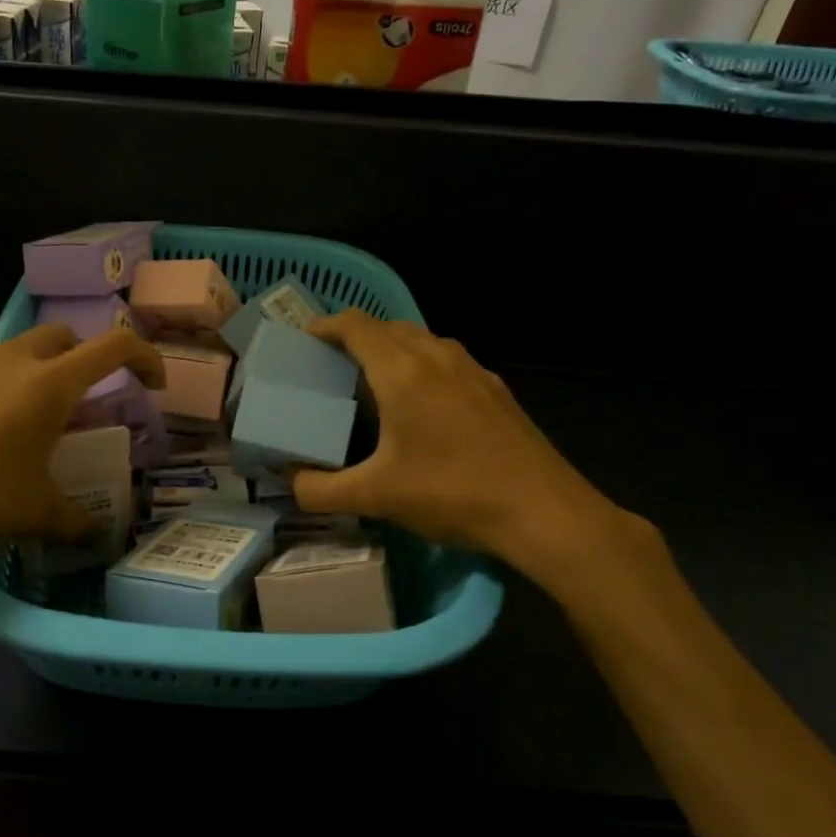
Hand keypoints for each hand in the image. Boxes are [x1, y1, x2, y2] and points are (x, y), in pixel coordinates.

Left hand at [0, 325, 163, 607]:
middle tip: (90, 401)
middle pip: (64, 337)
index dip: (145, 357)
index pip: (114, 346)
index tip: (154, 384)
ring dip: (40, 371)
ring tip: (37, 420)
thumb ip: (74, 520)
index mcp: (50, 382)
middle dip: (86, 358)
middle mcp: (11, 362)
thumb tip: (95, 536)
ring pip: (19, 352)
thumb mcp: (35, 513)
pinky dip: (0, 389)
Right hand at [289, 311, 664, 602]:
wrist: (544, 511)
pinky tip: (423, 404)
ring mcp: (472, 370)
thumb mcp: (376, 497)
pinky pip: (447, 360)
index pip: (356, 325)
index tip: (304, 341)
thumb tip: (291, 483)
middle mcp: (436, 357)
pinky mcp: (495, 388)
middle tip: (332, 365)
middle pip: (387, 327)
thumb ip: (320, 490)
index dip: (325, 325)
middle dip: (355, 337)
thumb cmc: (453, 494)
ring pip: (421, 340)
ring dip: (391, 348)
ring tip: (373, 380)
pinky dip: (422, 365)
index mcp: (402, 372)